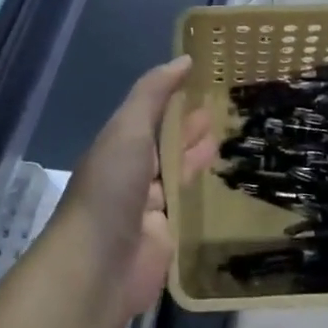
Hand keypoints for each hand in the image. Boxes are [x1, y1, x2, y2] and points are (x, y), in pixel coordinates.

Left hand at [57, 55, 216, 319]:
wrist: (97, 267)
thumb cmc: (111, 188)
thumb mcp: (129, 129)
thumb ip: (154, 94)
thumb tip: (184, 59)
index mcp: (118, 146)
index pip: (151, 113)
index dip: (175, 95)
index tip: (206, 77)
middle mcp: (132, 173)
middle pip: (166, 143)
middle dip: (190, 126)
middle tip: (226, 107)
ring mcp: (149, 208)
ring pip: (178, 174)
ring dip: (198, 156)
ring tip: (230, 136)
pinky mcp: (167, 237)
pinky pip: (187, 208)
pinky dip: (203, 193)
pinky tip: (226, 180)